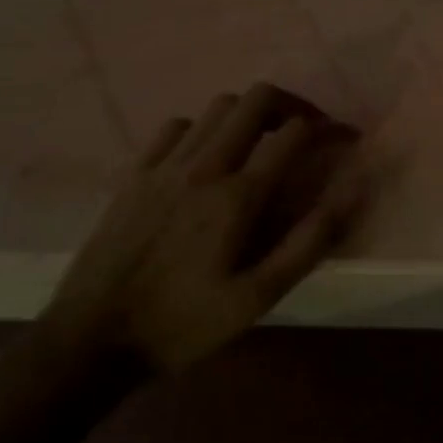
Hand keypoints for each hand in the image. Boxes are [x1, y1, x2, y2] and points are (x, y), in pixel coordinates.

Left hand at [43, 83, 363, 374]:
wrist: (89, 341)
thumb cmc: (185, 323)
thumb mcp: (260, 296)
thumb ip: (310, 241)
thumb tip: (353, 190)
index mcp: (239, 196)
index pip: (295, 133)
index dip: (329, 128)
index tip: (346, 140)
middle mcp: (204, 168)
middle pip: (256, 100)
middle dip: (292, 105)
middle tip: (307, 130)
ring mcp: (164, 167)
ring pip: (218, 107)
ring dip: (250, 114)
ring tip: (263, 141)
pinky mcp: (135, 175)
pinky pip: (176, 127)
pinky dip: (204, 129)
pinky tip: (208, 156)